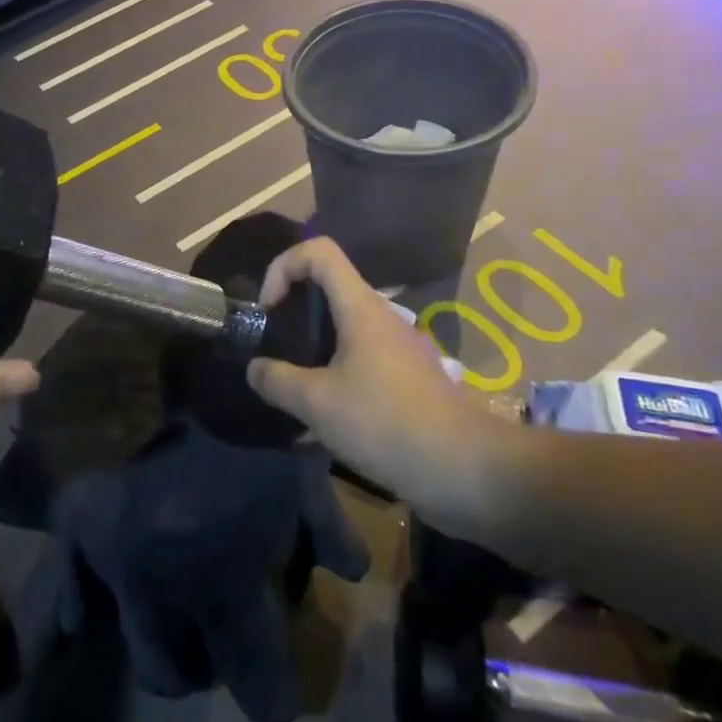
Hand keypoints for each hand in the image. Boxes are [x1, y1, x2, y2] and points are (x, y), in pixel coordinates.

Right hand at [248, 238, 507, 523]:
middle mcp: (381, 318)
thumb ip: (277, 380)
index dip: (283, 266)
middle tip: (273, 350)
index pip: (318, 251)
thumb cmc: (385, 422)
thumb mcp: (317, 403)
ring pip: (343, 332)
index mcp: (360, 307)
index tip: (268, 310)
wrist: (466, 470)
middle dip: (293, 313)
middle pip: (329, 290)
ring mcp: (397, 349)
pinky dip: (334, 379)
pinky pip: (360, 364)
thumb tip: (255, 368)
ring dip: (311, 352)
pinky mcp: (407, 380)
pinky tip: (322, 424)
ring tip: (292, 393)